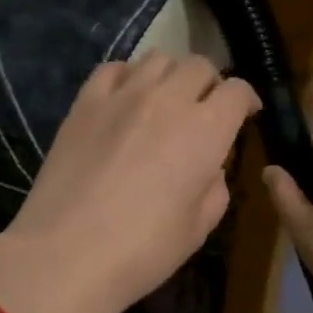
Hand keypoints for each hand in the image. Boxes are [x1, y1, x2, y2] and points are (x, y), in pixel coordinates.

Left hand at [0, 53, 259, 312]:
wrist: (66, 254)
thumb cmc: (143, 250)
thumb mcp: (199, 228)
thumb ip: (215, 187)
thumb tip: (209, 167)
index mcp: (206, 131)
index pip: (237, 91)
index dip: (246, 100)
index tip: (245, 114)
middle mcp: (168, 100)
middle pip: (199, 65)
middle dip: (210, 83)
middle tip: (205, 108)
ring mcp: (122, 96)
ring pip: (158, 58)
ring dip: (172, 74)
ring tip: (166, 99)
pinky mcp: (84, 103)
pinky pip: (113, 68)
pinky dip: (129, 76)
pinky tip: (126, 98)